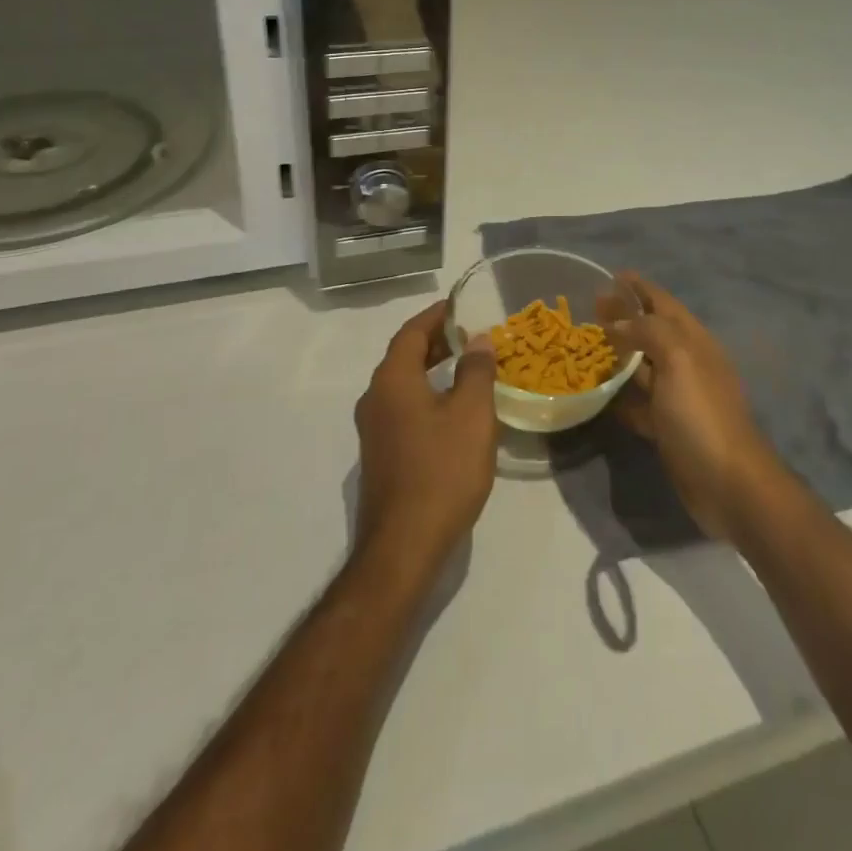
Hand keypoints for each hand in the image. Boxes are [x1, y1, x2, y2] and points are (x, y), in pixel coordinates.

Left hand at [352, 302, 498, 581]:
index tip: (461, 304)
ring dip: (432, 368)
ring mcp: (374, 429)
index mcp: (392, 380)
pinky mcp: (380, 454)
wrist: (404, 546)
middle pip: (404, 355)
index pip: (411, 332)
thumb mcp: (471, 415)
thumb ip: (476, 371)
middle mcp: (375, 398)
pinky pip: (403, 407)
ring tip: (467, 366)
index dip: (436, 315)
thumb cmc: (442, 471)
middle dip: (436, 340)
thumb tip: (477, 339)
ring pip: (403, 383)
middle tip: (470, 333)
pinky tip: (452, 409)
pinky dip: (427, 393)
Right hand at [603, 273, 784, 542]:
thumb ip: (648, 332)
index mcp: (693, 341)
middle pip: (650, 330)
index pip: (662, 302)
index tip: (611, 275)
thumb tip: (618, 322)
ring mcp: (678, 397)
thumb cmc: (702, 415)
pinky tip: (600, 393)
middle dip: (623, 316)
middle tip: (589, 307)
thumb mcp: (678, 360)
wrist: (730, 484)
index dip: (639, 287)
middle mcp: (686, 363)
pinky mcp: (668, 427)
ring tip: (587, 344)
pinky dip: (620, 394)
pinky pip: (639, 402)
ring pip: (643, 366)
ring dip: (619, 353)